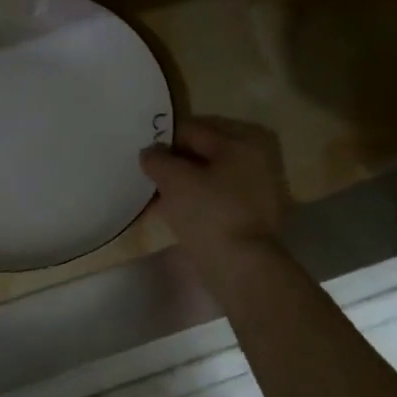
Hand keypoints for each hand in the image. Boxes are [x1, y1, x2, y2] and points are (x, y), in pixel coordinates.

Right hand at [140, 117, 288, 265]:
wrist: (241, 266)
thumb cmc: (208, 213)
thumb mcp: (174, 179)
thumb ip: (157, 159)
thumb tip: (151, 153)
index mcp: (238, 146)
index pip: (192, 130)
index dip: (163, 140)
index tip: (143, 156)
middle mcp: (252, 164)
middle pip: (202, 156)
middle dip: (173, 165)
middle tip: (148, 178)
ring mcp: (254, 194)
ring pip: (207, 181)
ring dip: (182, 187)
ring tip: (156, 200)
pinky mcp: (249, 220)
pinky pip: (214, 203)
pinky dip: (194, 205)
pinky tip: (174, 217)